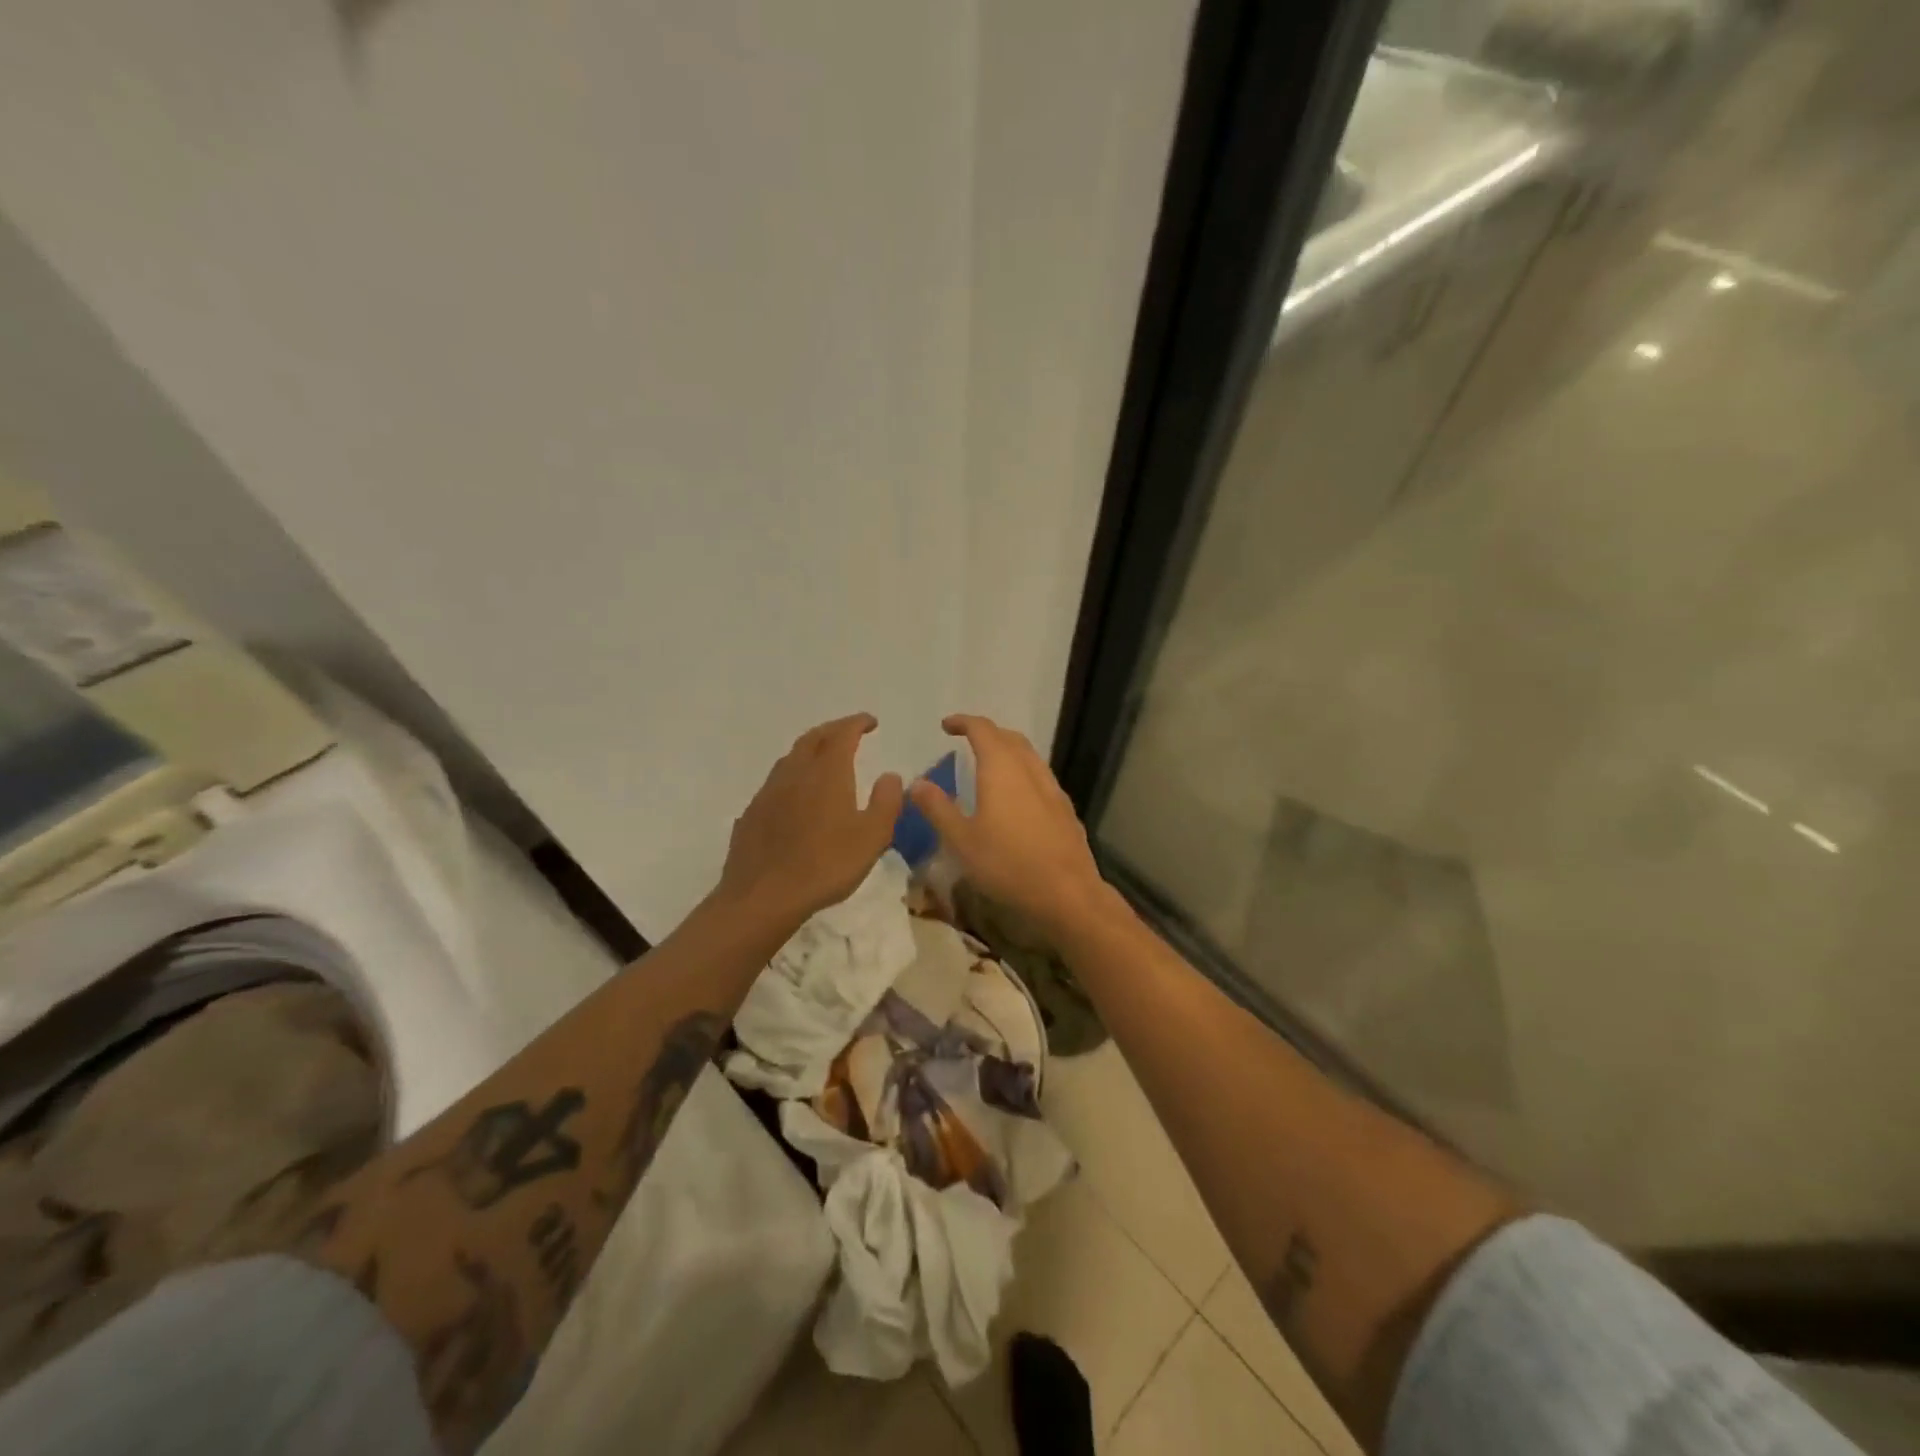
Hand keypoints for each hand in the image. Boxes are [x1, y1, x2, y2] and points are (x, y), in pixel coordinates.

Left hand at [717, 714, 904, 925]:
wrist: (764, 896)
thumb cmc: (826, 865)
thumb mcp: (873, 837)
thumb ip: (886, 801)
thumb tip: (890, 775)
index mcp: (827, 773)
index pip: (842, 734)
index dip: (857, 723)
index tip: (871, 722)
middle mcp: (795, 773)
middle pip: (812, 739)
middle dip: (832, 730)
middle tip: (848, 732)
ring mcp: (768, 792)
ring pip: (790, 758)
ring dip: (809, 750)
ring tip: (822, 758)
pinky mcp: (752, 813)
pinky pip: (775, 783)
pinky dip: (792, 777)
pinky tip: (795, 796)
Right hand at [907, 714, 1110, 936]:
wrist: (1067, 893)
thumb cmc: (1007, 864)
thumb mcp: (961, 840)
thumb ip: (938, 808)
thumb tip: (917, 783)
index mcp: (1002, 769)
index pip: (982, 730)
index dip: (963, 722)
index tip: (946, 725)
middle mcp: (1030, 770)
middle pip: (1010, 737)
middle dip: (987, 733)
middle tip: (967, 741)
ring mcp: (1052, 789)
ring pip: (1029, 756)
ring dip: (1008, 751)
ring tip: (990, 766)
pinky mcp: (1065, 809)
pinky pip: (1041, 777)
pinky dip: (1023, 773)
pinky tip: (1017, 797)